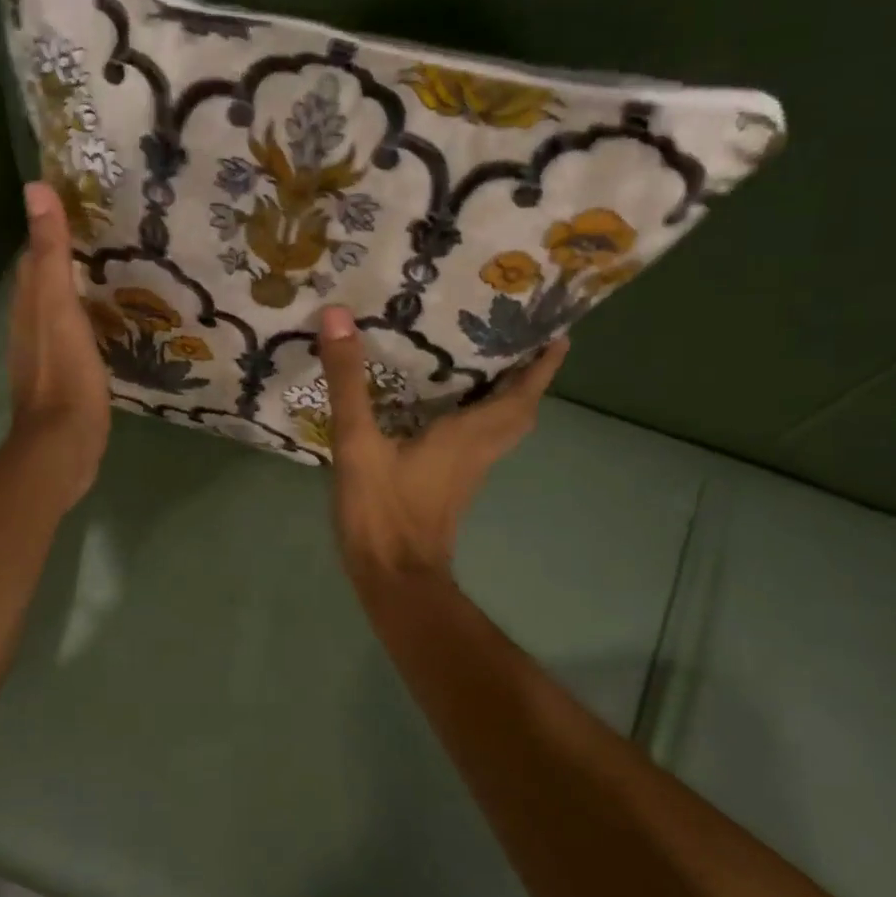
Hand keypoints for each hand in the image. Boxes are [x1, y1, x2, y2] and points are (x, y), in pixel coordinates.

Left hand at [6, 183, 110, 509]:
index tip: (84, 213)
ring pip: (58, 313)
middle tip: (109, 243)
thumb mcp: (59, 306)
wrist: (64, 443)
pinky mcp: (64, 379)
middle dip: (68, 261)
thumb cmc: (65, 373)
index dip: (51, 233)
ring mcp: (46, 356)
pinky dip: (87, 324)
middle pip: (44, 285)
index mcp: (27, 306)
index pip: (33, 257)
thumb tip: (35, 189)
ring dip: (78, 294)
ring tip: (114, 278)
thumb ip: (50, 253)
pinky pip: (73, 339)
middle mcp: (29, 327)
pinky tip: (109, 326)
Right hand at [317, 306, 567, 582]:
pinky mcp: (447, 488)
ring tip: (488, 367)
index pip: (520, 395)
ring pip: (500, 430)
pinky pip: (476, 443)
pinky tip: (444, 410)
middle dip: (528, 379)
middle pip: (519, 413)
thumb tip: (337, 316)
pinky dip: (477, 420)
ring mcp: (464, 474)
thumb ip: (348, 382)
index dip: (542, 366)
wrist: (394, 580)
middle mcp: (476, 452)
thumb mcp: (358, 443)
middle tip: (521, 344)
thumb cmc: (382, 512)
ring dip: (506, 399)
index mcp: (467, 436)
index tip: (558, 333)